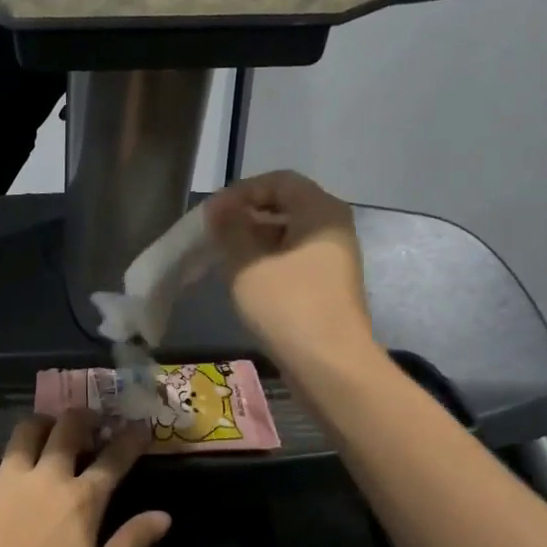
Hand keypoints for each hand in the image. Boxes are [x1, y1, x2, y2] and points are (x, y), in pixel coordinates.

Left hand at [0, 393, 171, 546]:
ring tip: (49, 423)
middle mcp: (48, 476)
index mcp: (83, 500)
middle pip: (69, 431)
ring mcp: (9, 476)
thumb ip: (131, 543)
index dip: (130, 439)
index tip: (139, 425)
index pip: (113, 460)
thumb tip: (165, 515)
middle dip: (84, 419)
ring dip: (43, 421)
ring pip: (28, 431)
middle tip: (90, 420)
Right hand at [205, 170, 373, 366]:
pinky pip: (293, 260)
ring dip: (253, 241)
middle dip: (246, 216)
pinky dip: (267, 262)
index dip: (242, 191)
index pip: (279, 180)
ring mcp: (334, 259)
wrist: (330, 366)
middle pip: (285, 206)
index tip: (212, 213)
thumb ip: (229, 228)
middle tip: (213, 235)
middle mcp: (333, 228)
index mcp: (321, 211)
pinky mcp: (328, 286)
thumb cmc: (287, 306)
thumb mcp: (246, 263)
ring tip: (223, 258)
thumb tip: (218, 207)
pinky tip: (244, 281)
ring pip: (288, 235)